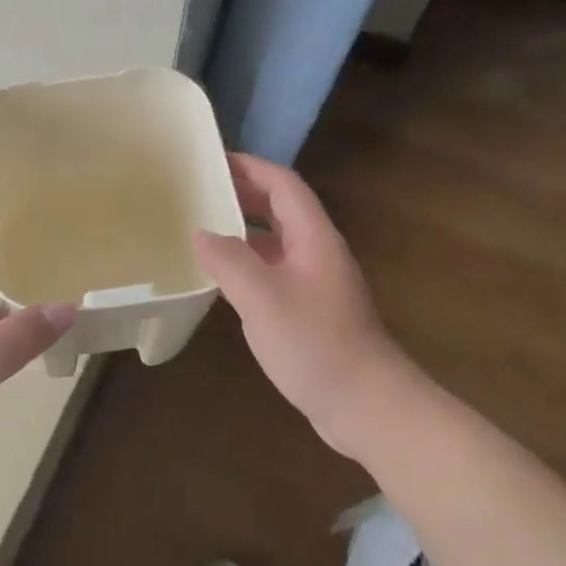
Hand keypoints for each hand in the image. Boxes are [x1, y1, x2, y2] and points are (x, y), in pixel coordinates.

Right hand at [192, 153, 400, 457]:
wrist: (366, 404)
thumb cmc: (315, 343)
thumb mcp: (263, 297)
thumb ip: (228, 260)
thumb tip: (200, 233)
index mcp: (313, 238)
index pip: (283, 185)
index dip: (250, 167)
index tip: (212, 160)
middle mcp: (316, 252)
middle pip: (280, 208)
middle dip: (243, 193)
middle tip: (199, 190)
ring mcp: (314, 283)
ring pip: (275, 241)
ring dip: (242, 228)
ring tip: (201, 226)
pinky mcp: (308, 310)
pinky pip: (272, 270)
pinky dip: (246, 262)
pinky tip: (221, 276)